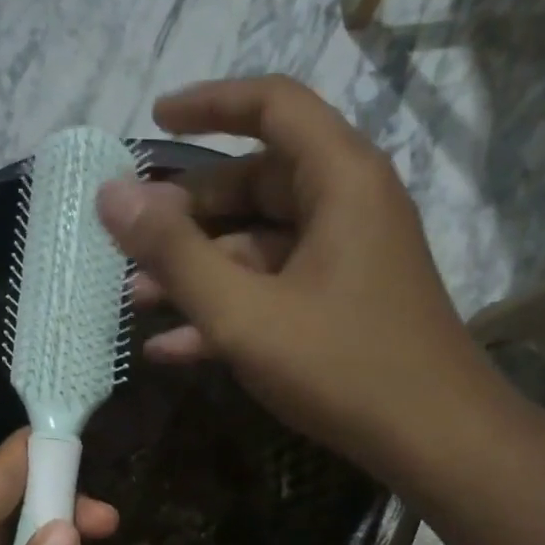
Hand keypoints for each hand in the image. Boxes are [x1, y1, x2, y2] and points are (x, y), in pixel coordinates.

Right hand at [96, 75, 499, 485]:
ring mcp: (346, 260)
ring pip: (259, 247)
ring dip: (199, 272)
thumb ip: (176, 255)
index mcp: (339, 180)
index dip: (208, 104)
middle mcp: (348, 206)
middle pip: (257, 183)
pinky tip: (172, 347)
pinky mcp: (342, 307)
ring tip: (137, 301)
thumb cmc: (342, 366)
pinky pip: (275, 290)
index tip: (152, 122)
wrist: (433, 440)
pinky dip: (229, 310)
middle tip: (131, 244)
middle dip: (187, 215)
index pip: (272, 106)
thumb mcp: (245, 313)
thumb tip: (111, 195)